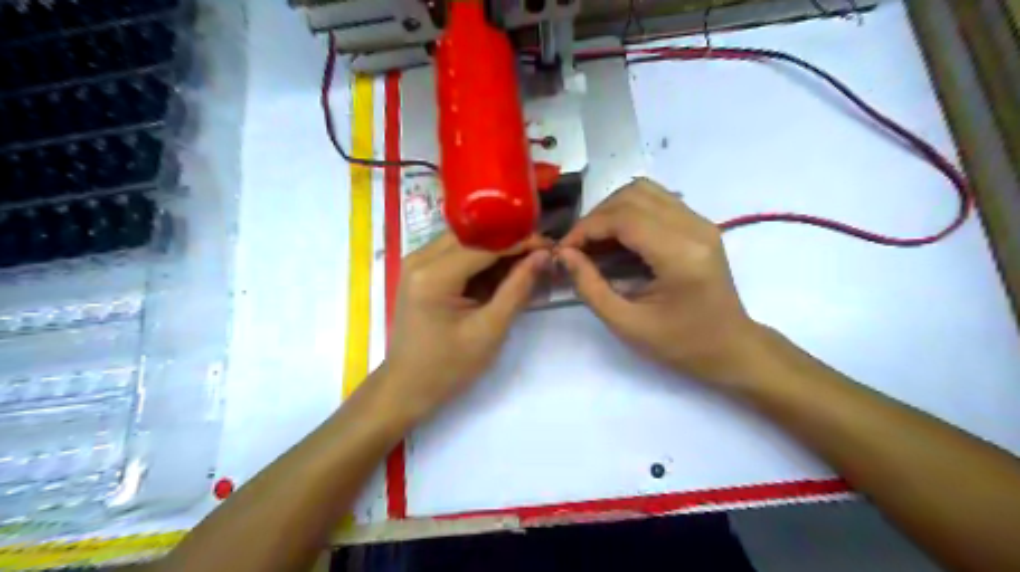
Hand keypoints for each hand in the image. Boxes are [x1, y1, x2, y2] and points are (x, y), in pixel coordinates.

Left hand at [381, 229, 550, 420]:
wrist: (407, 387)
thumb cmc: (448, 366)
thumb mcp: (490, 330)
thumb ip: (517, 288)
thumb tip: (543, 256)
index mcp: (433, 275)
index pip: (484, 244)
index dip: (520, 241)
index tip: (550, 246)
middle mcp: (419, 259)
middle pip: (473, 236)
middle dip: (509, 242)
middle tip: (541, 253)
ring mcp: (417, 263)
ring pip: (466, 242)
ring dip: (496, 250)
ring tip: (527, 261)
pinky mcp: (420, 271)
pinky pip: (456, 254)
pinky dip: (481, 261)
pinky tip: (503, 272)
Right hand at [558, 180, 764, 384]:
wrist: (731, 348)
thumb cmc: (680, 344)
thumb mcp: (627, 323)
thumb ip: (590, 287)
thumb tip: (563, 254)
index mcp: (680, 255)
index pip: (624, 218)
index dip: (586, 228)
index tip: (564, 250)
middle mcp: (694, 227)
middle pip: (633, 195)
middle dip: (596, 217)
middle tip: (577, 247)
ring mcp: (700, 222)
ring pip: (644, 191)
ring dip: (612, 210)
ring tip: (595, 241)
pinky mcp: (699, 224)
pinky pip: (656, 201)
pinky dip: (628, 213)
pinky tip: (617, 239)